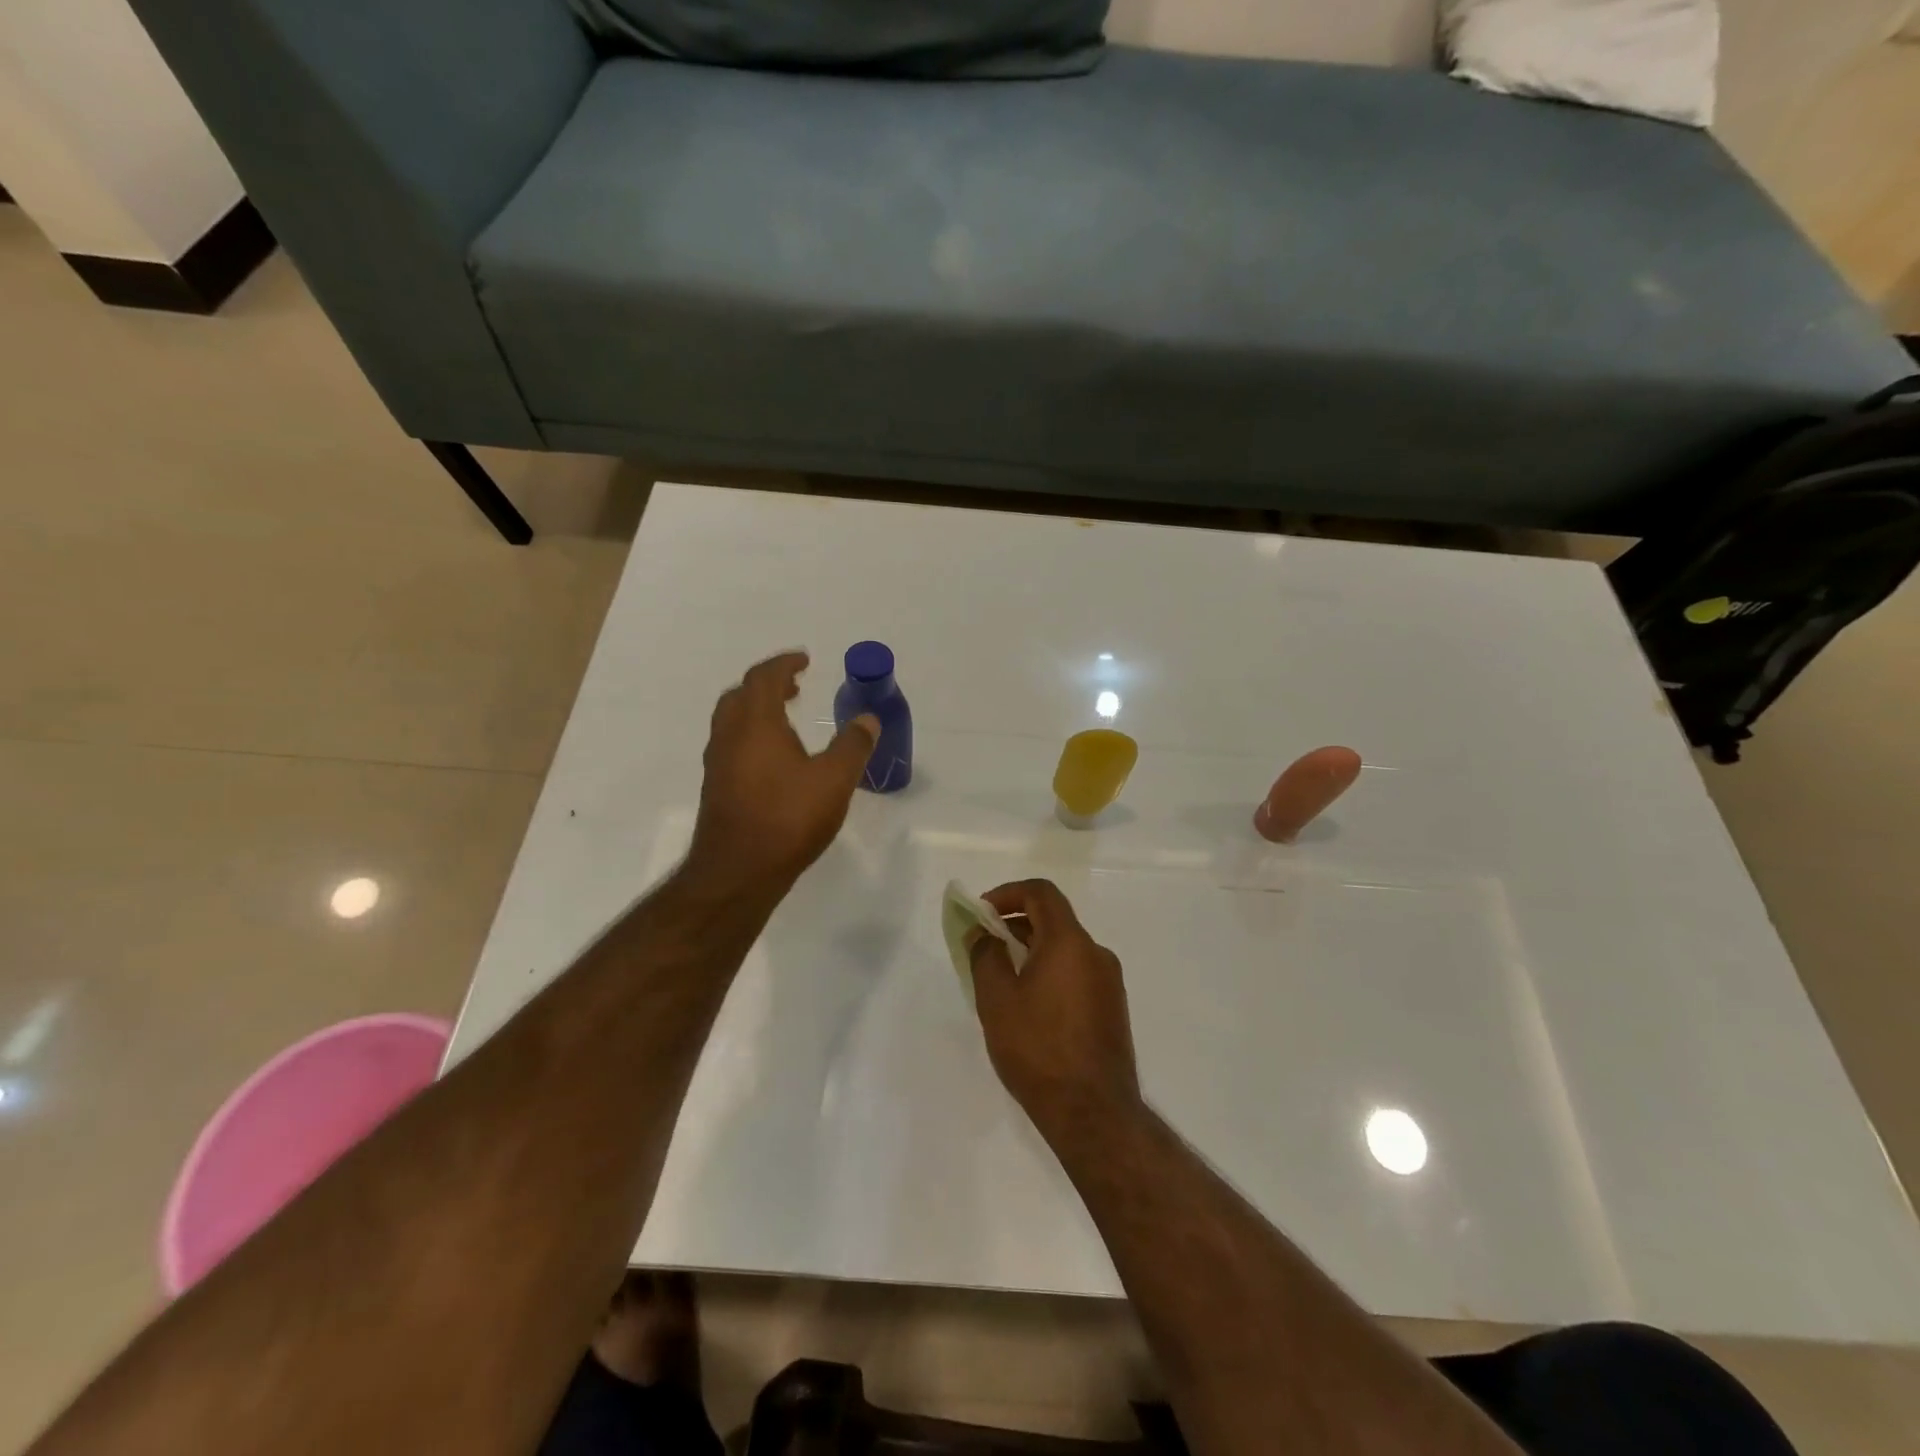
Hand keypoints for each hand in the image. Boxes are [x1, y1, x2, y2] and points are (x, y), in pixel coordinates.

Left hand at [686, 652, 878, 893]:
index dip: (784, 664)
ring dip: (757, 710)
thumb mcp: (834, 780)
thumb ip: (853, 746)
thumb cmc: (787, 818)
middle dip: (767, 685)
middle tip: (794, 687)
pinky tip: (774, 760)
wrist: (738, 872)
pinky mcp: (717, 788)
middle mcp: (729, 736)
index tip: (804, 659)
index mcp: (755, 723)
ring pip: (732, 721)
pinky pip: (731, 745)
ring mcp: (718, 764)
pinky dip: (751, 736)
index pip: (764, 678)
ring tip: (786, 720)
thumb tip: (868, 719)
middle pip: (741, 695)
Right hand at [967, 879, 1141, 1138]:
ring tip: (1002, 979)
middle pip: (1054, 919)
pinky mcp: (1113, 1008)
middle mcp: (1096, 953)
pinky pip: (1076, 972)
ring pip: (1065, 948)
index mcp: (1070, 942)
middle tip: (984, 945)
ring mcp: (1109, 982)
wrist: (1093, 1113)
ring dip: (1032, 950)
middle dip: (1015, 923)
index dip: (1008, 893)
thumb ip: (985, 956)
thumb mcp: (996, 1000)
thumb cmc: (1038, 1049)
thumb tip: (983, 933)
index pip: (1041, 893)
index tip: (982, 911)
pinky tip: (1029, 1006)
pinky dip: (1050, 971)